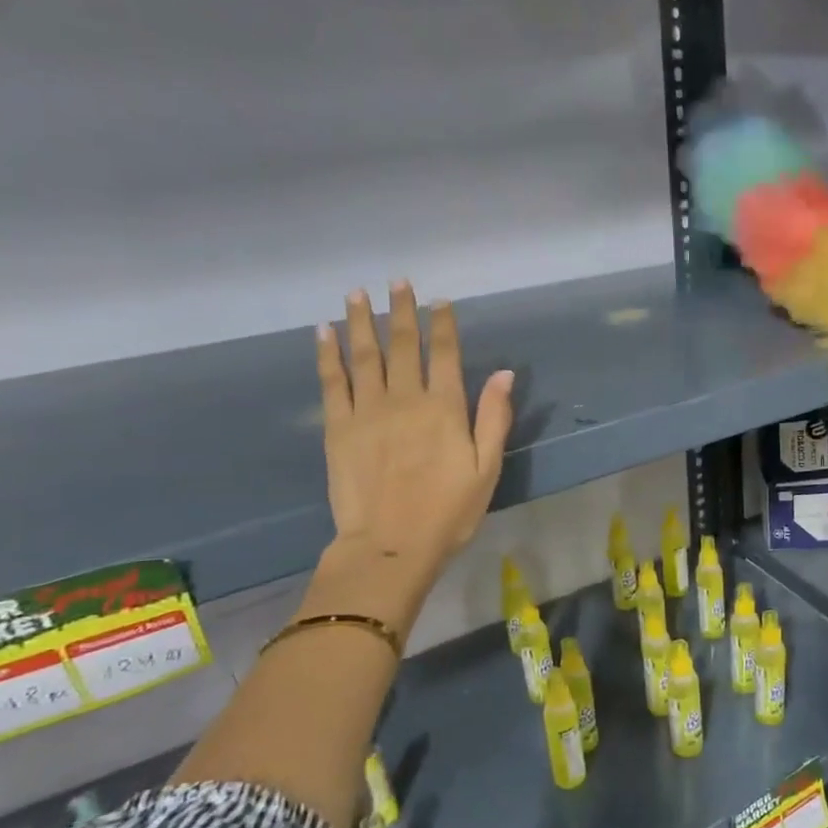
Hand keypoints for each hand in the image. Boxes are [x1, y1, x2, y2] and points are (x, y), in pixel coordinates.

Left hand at [315, 282, 513, 594]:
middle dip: (401, 311)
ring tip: (358, 293)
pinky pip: (332, 381)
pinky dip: (327, 354)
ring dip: (361, 321)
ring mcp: (367, 410)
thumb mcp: (487, 468)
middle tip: (397, 282)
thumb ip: (494, 418)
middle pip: (403, 344)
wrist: (390, 546)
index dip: (443, 325)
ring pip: (364, 354)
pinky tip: (323, 332)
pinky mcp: (337, 427)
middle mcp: (405, 398)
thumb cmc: (448, 512)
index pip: (445, 354)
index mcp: (444, 408)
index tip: (440, 302)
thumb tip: (504, 373)